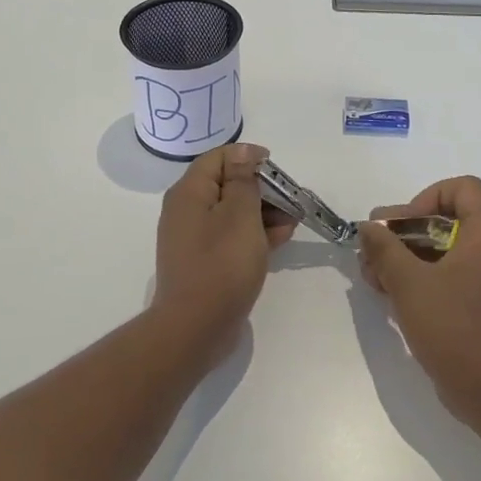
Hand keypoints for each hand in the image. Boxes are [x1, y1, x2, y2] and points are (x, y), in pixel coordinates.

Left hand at [153, 144, 296, 344]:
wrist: (196, 327)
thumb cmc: (222, 264)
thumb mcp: (240, 214)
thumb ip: (244, 180)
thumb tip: (243, 152)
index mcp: (190, 192)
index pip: (219, 157)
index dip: (249, 158)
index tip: (277, 170)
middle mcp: (187, 210)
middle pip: (227, 184)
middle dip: (262, 188)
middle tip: (292, 199)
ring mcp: (194, 238)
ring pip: (233, 212)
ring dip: (264, 212)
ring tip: (293, 220)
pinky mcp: (204, 261)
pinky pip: (231, 236)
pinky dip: (255, 234)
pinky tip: (281, 239)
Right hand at [358, 175, 480, 427]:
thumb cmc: (453, 328)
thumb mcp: (409, 283)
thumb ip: (385, 248)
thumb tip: (369, 226)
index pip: (463, 188)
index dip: (428, 197)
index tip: (403, 225)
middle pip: (446, 219)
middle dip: (404, 232)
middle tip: (373, 252)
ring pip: (442, 249)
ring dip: (405, 256)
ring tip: (373, 277)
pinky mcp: (479, 303)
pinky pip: (448, 275)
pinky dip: (419, 277)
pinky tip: (389, 294)